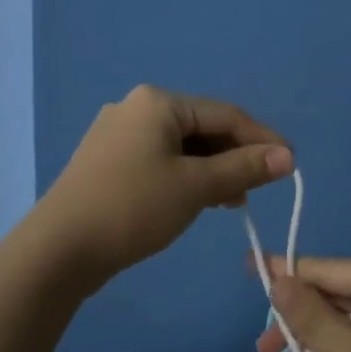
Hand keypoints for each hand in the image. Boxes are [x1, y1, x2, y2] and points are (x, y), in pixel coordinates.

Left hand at [36, 86, 292, 282]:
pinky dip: (185, 177)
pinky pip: (160, 160)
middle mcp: (136, 108)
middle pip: (202, 128)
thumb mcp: (196, 186)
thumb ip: (244, 168)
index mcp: (158, 102)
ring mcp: (117, 135)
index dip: (262, 138)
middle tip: (258, 189)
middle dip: (234, 157)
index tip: (290, 164)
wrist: (60, 249)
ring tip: (232, 201)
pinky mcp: (107, 162)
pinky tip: (198, 201)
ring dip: (212, 170)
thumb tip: (288, 156)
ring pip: (181, 147)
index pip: (225, 114)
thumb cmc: (134, 207)